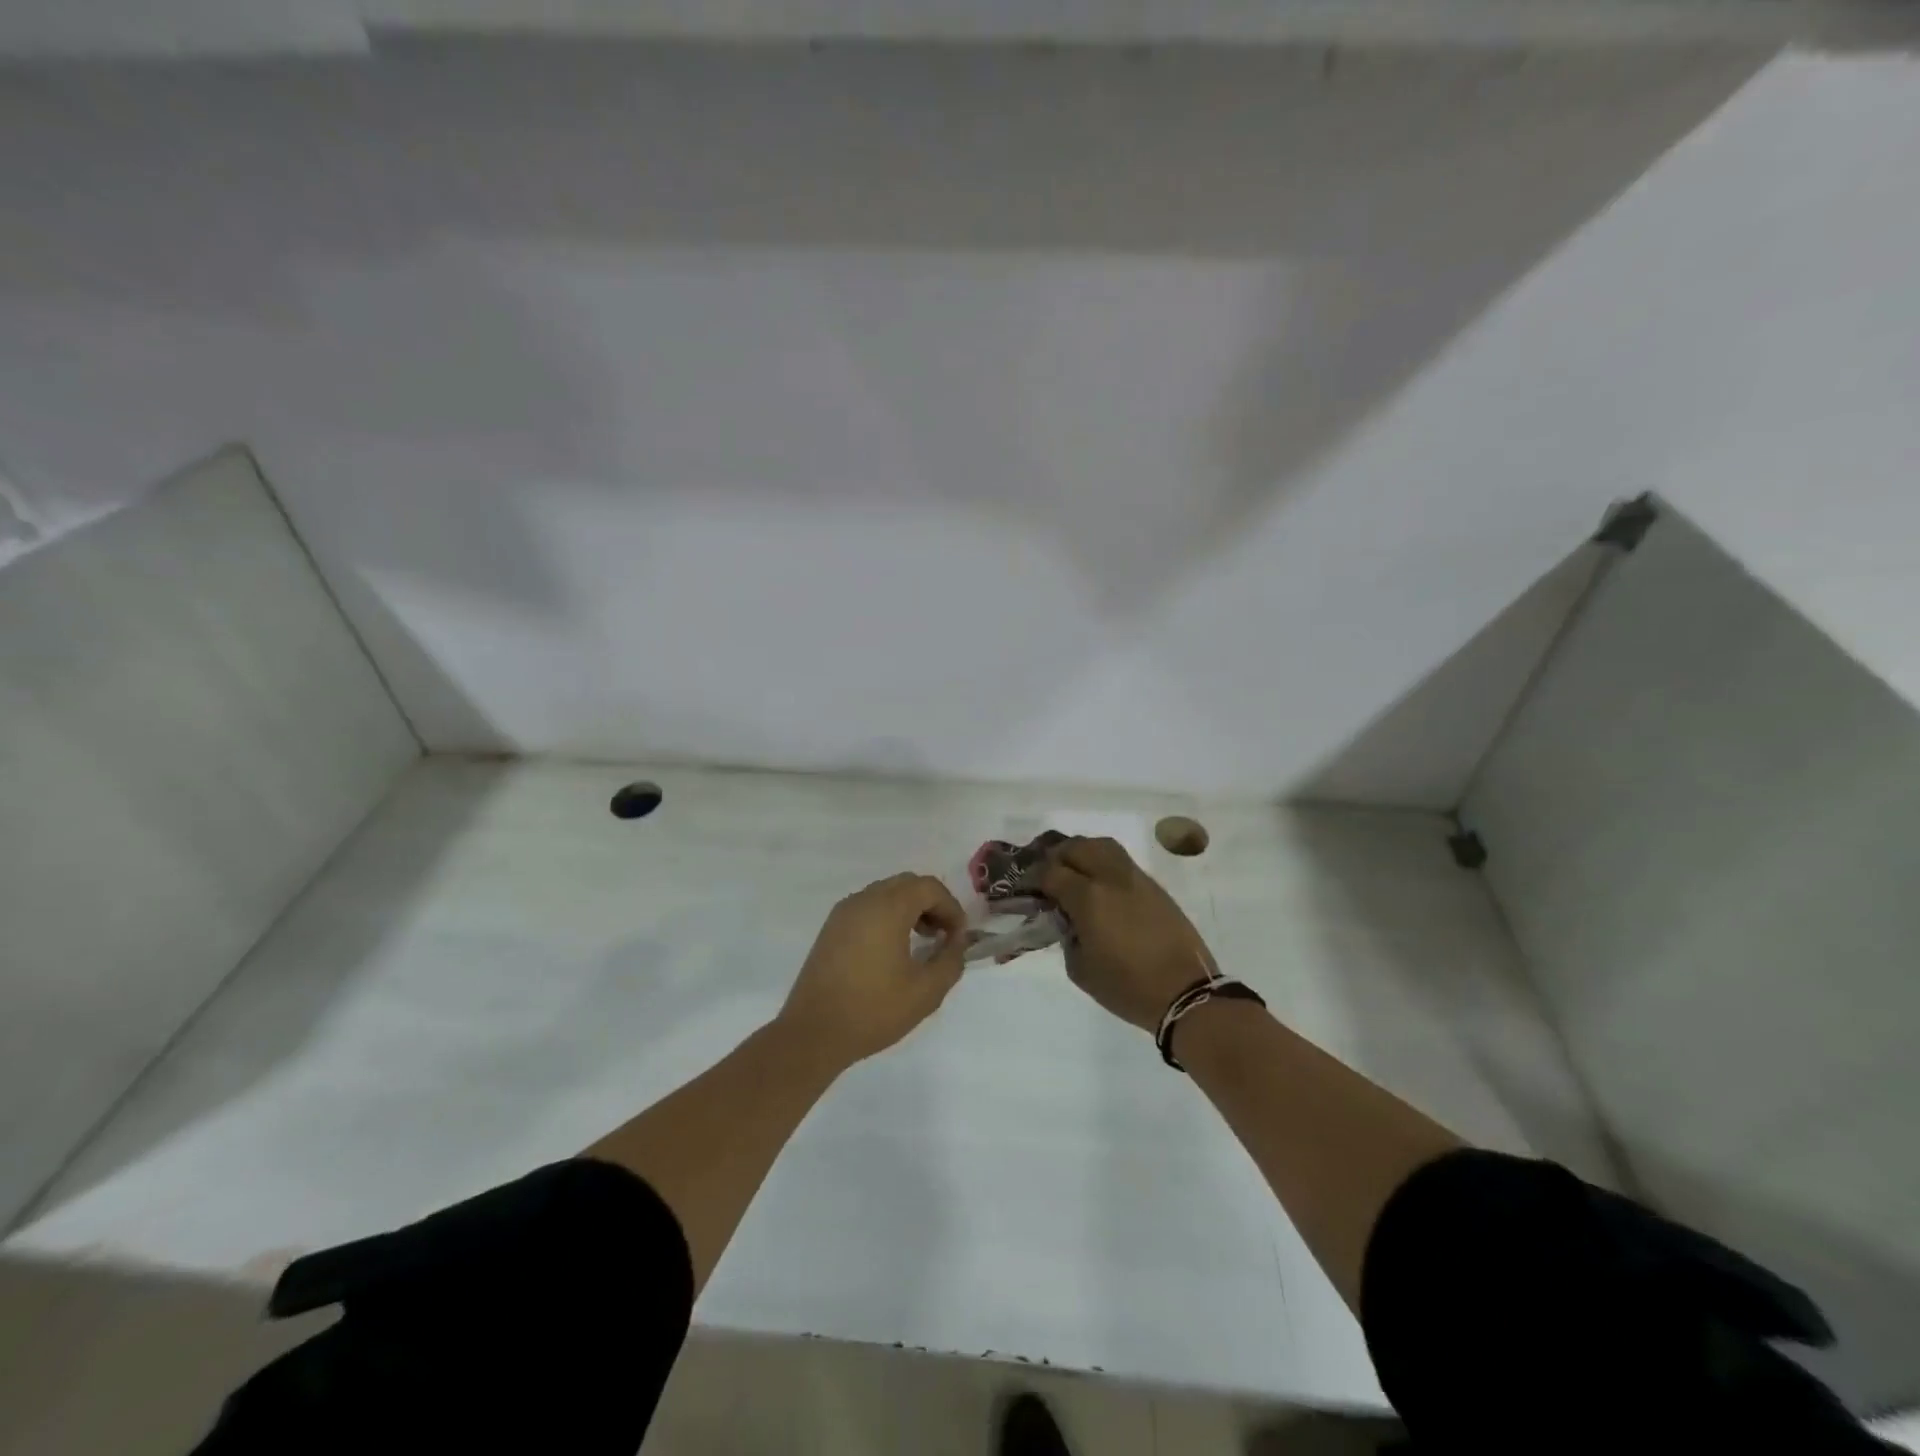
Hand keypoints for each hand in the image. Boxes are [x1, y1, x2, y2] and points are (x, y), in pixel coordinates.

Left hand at [777, 873, 968, 1069]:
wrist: (813, 1033)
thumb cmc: (873, 1010)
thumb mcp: (926, 992)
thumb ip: (951, 961)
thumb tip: (956, 943)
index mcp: (888, 908)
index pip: (929, 887)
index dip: (951, 907)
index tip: (959, 938)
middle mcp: (864, 900)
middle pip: (907, 884)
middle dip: (931, 904)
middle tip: (942, 936)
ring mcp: (843, 912)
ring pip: (886, 893)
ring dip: (909, 909)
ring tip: (920, 942)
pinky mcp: (831, 928)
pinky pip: (868, 907)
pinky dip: (888, 916)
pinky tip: (892, 950)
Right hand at [1039, 837, 1216, 1031]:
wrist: (1185, 993)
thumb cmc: (1127, 987)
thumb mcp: (1080, 969)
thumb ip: (1066, 936)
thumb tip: (1067, 919)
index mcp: (1088, 897)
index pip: (1051, 872)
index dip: (1033, 876)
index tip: (1025, 886)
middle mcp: (1111, 878)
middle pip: (1077, 847)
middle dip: (1056, 855)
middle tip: (1047, 873)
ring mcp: (1136, 879)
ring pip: (1103, 846)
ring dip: (1083, 852)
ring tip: (1074, 871)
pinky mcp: (1155, 887)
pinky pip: (1122, 862)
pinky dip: (1104, 864)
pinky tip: (1101, 886)